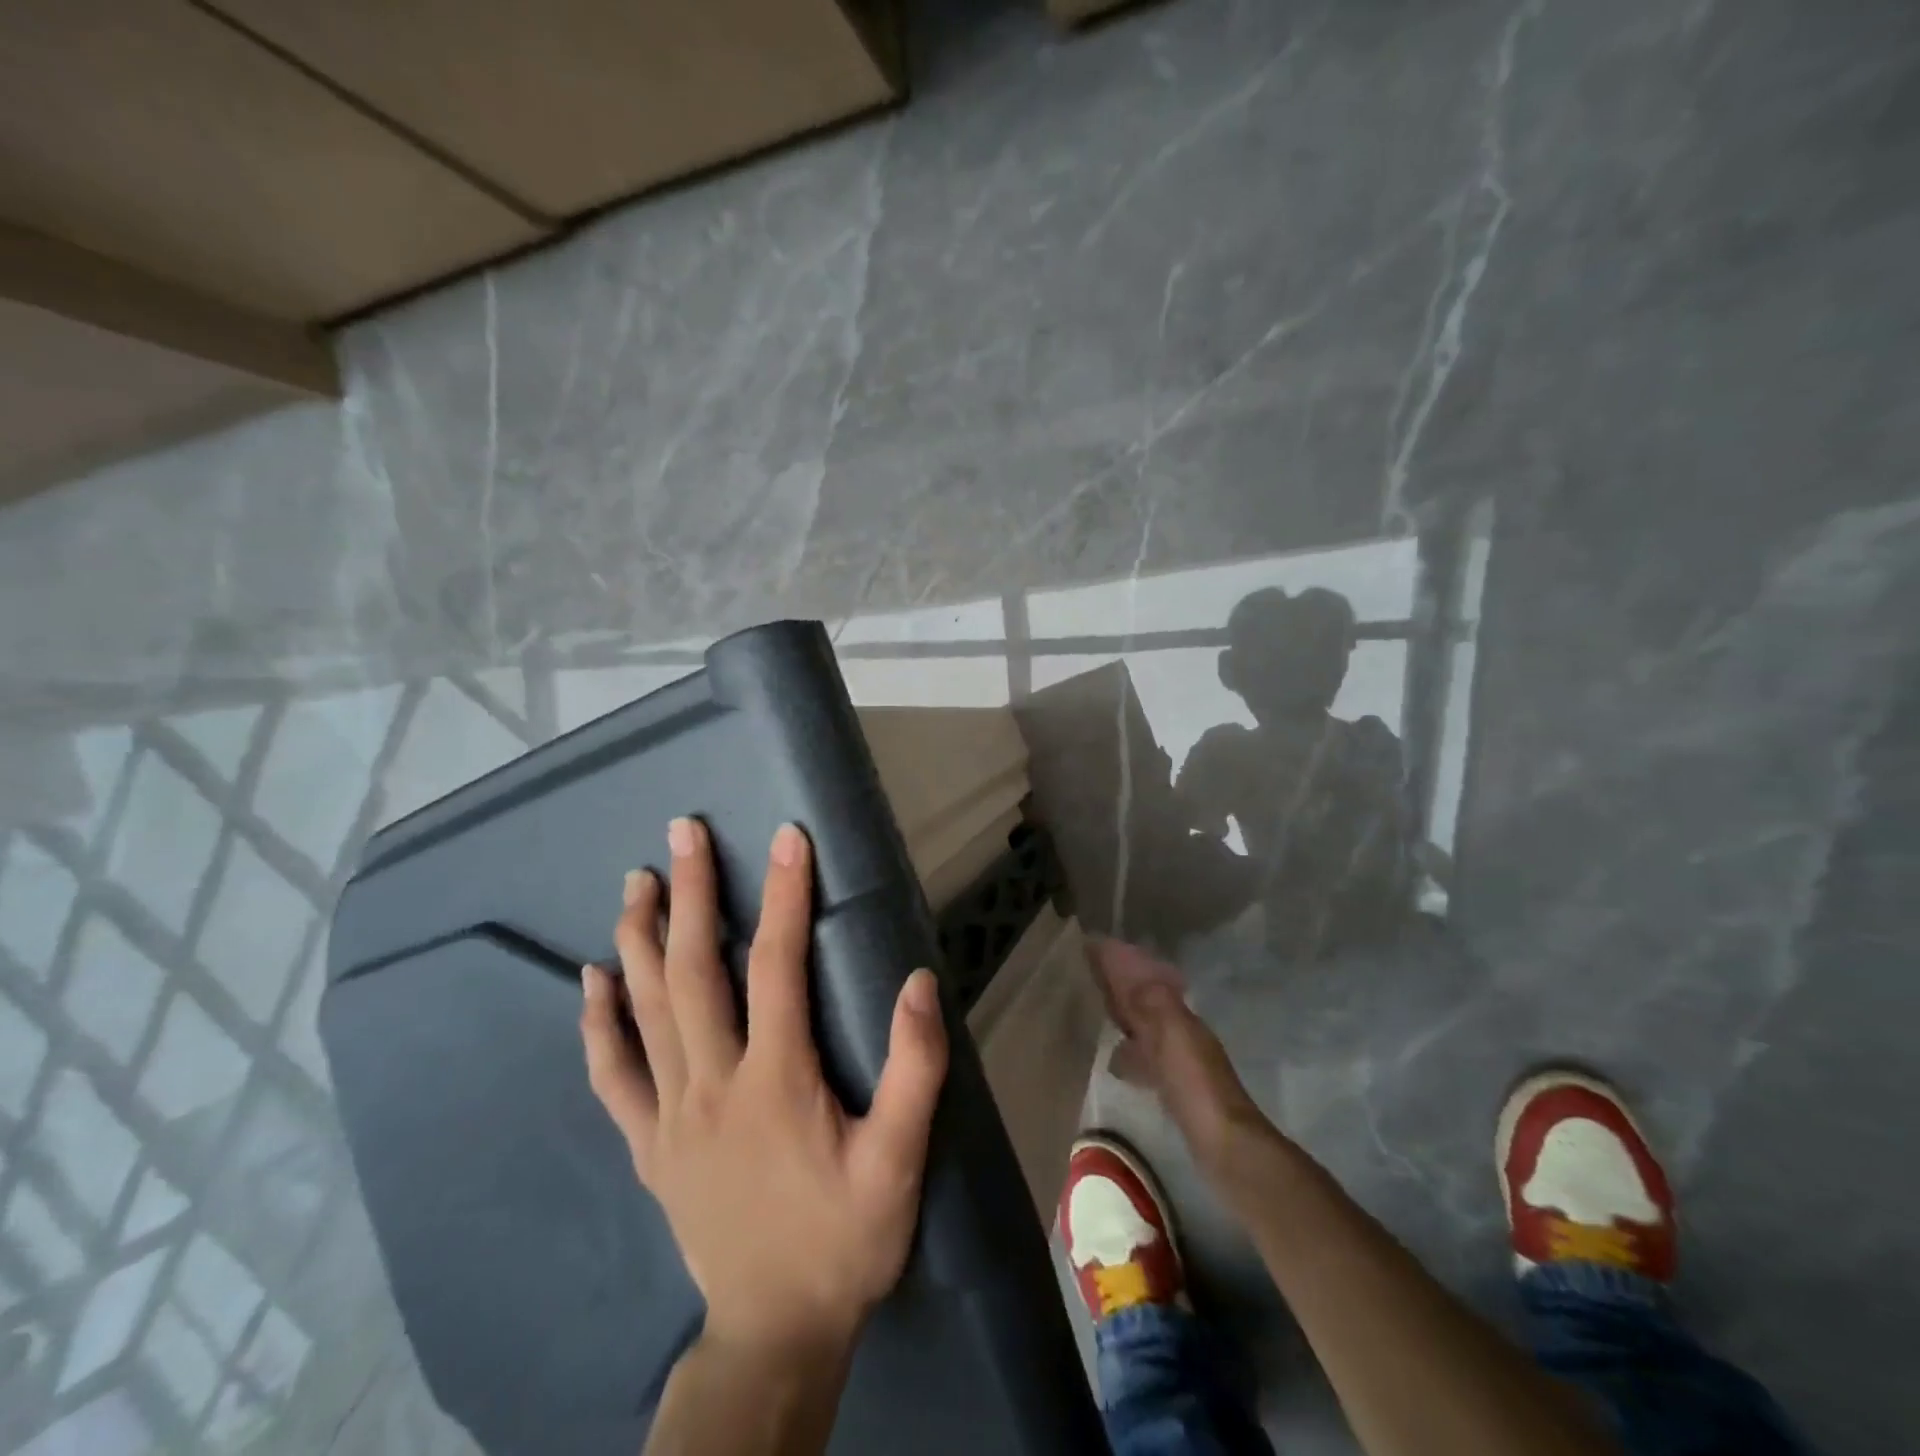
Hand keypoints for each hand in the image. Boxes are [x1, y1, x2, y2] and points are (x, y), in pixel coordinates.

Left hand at [581, 817, 948, 1361]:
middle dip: (691, 892)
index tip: (786, 837)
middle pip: (694, 971)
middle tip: (682, 832)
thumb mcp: (899, 1162)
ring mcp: (669, 1114)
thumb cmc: (844, 1239)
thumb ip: (914, 1070)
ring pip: (645, 1010)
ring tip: (637, 880)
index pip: (776, 964)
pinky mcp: (649, 1144)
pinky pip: (612, 1076)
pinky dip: (598, 1024)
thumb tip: (917, 982)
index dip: (784, 894)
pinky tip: (590, 980)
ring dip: (639, 938)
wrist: (775, 1333)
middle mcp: (711, 1083)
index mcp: (774, 1080)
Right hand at [1088, 938, 1272, 1170]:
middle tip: (1092, 972)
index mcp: (1180, 1018)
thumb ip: (1153, 1002)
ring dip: (1126, 1015)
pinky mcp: (1175, 1091)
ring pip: (1146, 1029)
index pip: (1145, 982)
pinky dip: (1131, 1049)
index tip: (1095, 947)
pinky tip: (1120, 1058)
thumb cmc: (1196, 1087)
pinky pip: (1146, 1057)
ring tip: (1099, 1009)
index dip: (1121, 966)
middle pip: (1146, 1003)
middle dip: (1122, 986)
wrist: (1225, 1146)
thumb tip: (1130, 966)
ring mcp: (1180, 1064)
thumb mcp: (1174, 1036)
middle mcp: (1182, 1035)